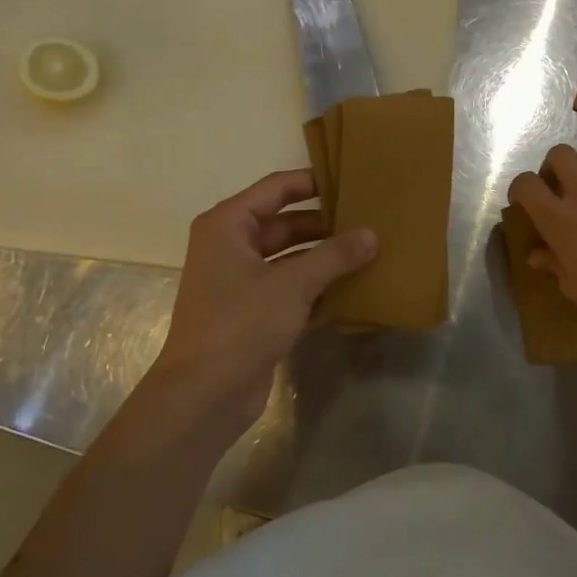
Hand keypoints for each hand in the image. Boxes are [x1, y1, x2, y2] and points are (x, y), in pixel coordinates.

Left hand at [148, 170, 375, 438]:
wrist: (204, 395)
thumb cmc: (241, 324)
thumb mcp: (292, 284)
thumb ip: (334, 255)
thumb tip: (371, 235)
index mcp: (228, 226)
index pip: (275, 189)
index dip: (311, 182)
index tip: (349, 180)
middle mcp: (230, 247)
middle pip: (284, 224)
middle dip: (324, 225)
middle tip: (368, 221)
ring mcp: (240, 282)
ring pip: (290, 258)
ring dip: (324, 258)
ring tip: (368, 253)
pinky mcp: (252, 313)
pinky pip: (290, 289)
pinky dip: (317, 288)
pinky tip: (353, 290)